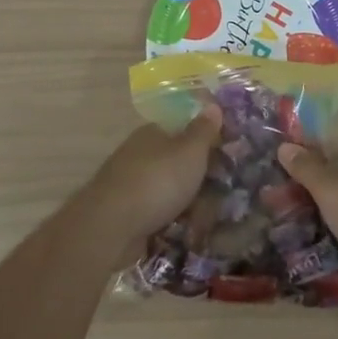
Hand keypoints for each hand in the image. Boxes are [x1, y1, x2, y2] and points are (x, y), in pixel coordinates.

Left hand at [81, 107, 222, 245]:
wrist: (112, 226)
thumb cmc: (157, 181)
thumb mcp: (190, 151)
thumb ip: (203, 130)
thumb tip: (212, 105)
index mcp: (152, 133)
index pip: (182, 130)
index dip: (205, 143)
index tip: (226, 160)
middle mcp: (139, 154)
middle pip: (177, 162)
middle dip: (199, 179)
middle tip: (221, 196)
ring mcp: (130, 184)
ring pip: (168, 190)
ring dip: (187, 204)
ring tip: (207, 220)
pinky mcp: (126, 213)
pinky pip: (158, 213)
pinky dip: (172, 222)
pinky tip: (186, 233)